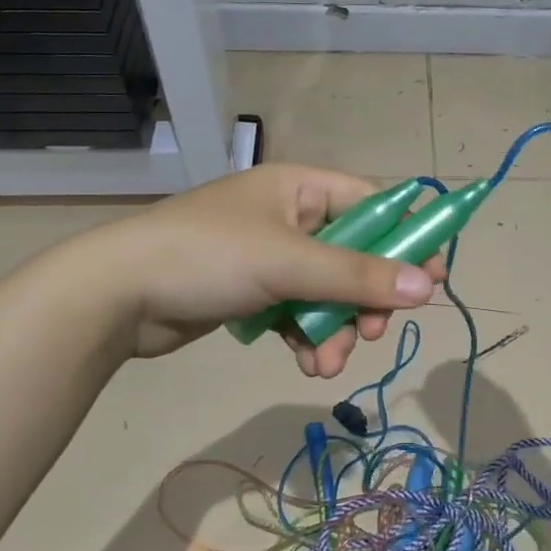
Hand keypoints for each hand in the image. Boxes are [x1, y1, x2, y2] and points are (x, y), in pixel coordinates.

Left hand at [93, 164, 442, 374]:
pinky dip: (307, 337)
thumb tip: (430, 287)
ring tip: (325, 362)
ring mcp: (269, 256)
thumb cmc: (208, 257)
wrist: (116, 295)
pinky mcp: (252, 292)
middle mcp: (289, 216)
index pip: (373, 203)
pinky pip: (298, 312)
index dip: (407, 238)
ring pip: (328, 292)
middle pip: (354, 255)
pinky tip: (304, 363)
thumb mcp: (290, 264)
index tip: (434, 277)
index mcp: (300, 187)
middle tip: (374, 332)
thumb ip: (359, 276)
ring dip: (336, 329)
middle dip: (365, 299)